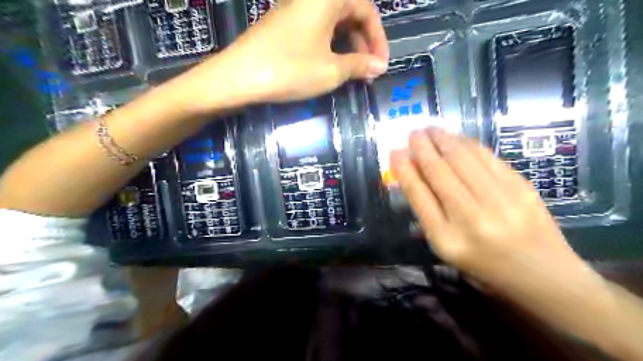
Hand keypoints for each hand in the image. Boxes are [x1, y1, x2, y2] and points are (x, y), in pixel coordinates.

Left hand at [184, 0, 388, 111]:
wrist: (238, 77)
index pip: (366, 10)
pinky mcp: (283, 26)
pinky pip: (316, 32)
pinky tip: (330, 67)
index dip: (378, 39)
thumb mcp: (331, 70)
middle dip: (363, 43)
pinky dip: (329, 48)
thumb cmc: (290, 70)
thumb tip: (379, 66)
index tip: (381, 65)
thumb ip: (359, 65)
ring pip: (332, 24)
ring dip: (347, 47)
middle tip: (368, 70)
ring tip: (352, 73)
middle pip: (349, 14)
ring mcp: (295, 11)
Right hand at [391, 126, 642, 360]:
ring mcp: (499, 201)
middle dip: (421, 147)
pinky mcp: (521, 188)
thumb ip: (428, 213)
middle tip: (413, 133)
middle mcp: (470, 218)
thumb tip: (414, 176)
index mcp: (446, 239)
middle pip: (439, 172)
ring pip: (462, 159)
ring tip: (431, 129)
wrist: (543, 275)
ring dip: (443, 139)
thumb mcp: (446, 248)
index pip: (418, 195)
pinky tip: (457, 138)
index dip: (404, 170)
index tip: (395, 152)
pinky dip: (468, 144)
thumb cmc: (484, 265)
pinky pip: (487, 158)